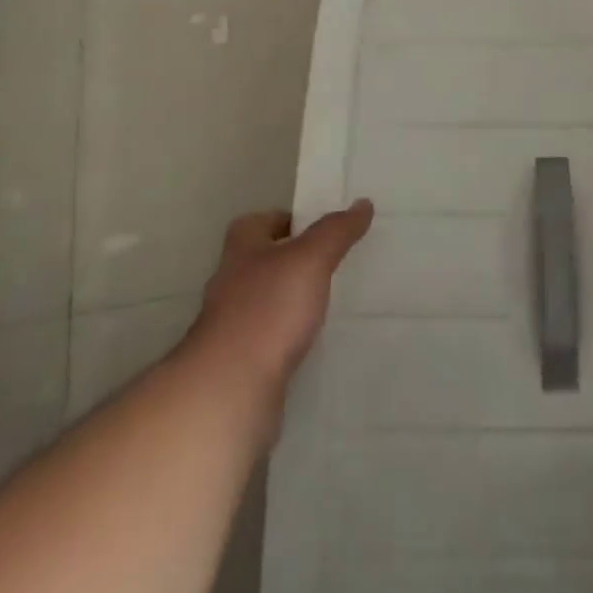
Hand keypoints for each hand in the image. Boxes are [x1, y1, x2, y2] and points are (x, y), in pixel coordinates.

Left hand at [189, 202, 373, 398]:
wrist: (230, 388)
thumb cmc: (268, 309)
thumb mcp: (310, 259)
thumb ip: (336, 231)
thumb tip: (363, 203)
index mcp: (241, 249)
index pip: (259, 222)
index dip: (287, 220)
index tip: (320, 229)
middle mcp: (230, 282)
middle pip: (263, 261)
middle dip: (293, 262)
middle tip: (333, 264)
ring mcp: (231, 325)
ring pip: (266, 302)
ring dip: (291, 302)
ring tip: (329, 303)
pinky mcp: (239, 362)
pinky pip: (269, 339)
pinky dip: (288, 337)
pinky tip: (312, 343)